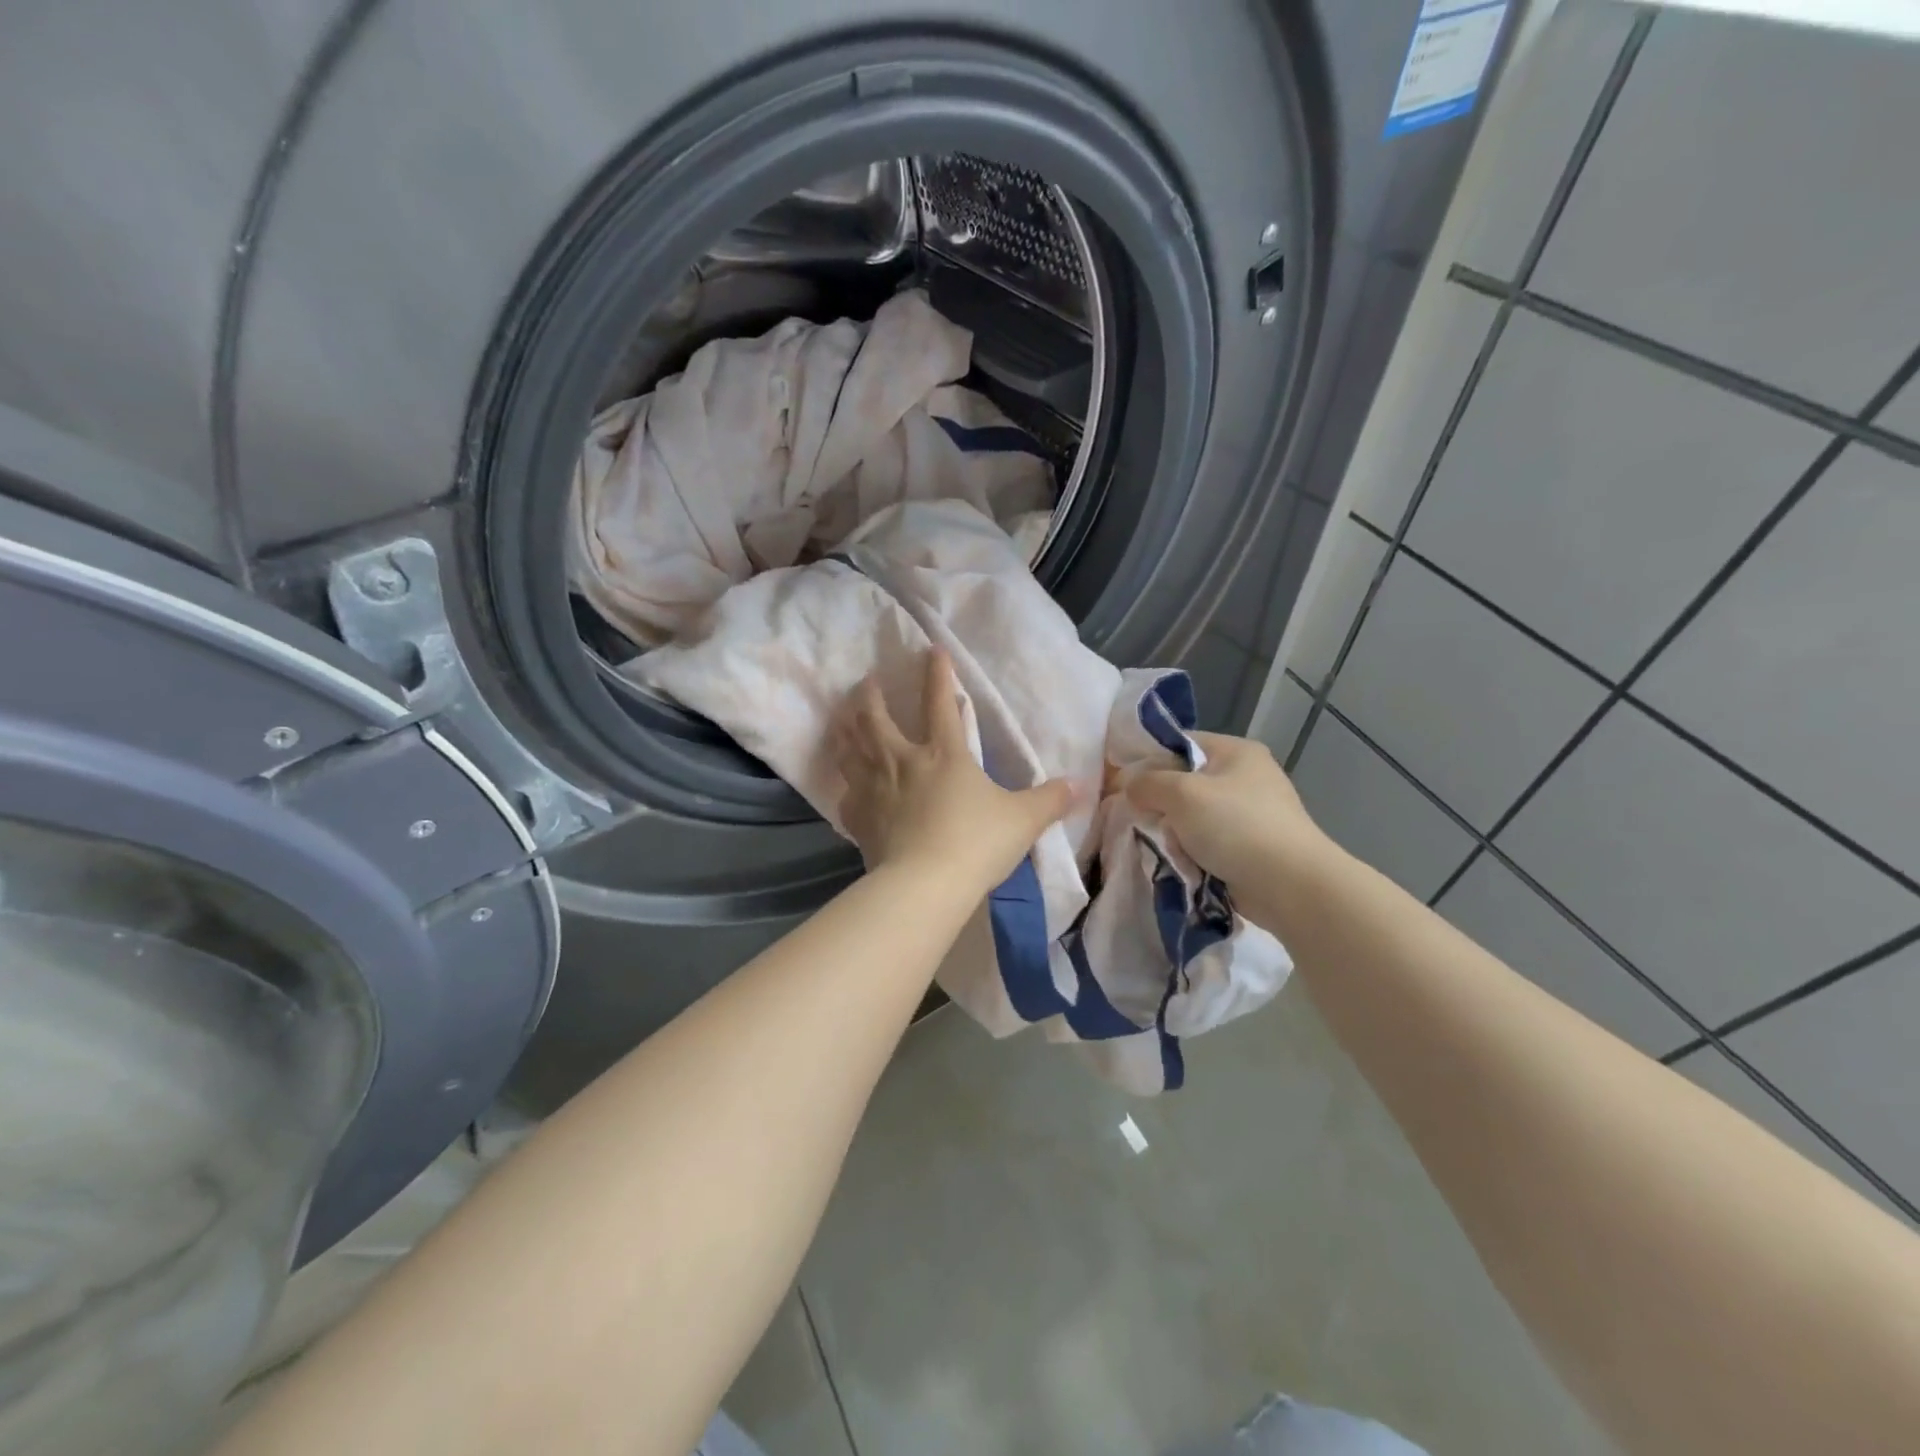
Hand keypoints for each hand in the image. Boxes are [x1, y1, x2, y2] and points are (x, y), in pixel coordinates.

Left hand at [831, 649, 1073, 889]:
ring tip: (841, 718)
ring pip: (850, 748)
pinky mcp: (858, 818)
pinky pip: (845, 794)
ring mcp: (874, 788)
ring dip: (844, 728)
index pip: (940, 702)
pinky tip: (847, 785)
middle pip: (876, 718)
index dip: (938, 673)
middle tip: (867, 682)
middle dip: (871, 695)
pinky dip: (845, 784)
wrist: (925, 885)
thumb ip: (1050, 800)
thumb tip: (1080, 785)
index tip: (932, 650)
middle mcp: (902, 761)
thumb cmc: (976, 843)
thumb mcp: (1023, 820)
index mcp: (944, 754)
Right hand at [1124, 732, 1334, 895]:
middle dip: (1159, 803)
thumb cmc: (1236, 826)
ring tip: (1165, 848)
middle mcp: (1245, 776)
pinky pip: (1207, 842)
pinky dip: (1192, 852)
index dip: (1146, 760)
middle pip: (1183, 782)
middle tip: (1139, 820)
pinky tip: (1182, 864)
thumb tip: (1129, 786)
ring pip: (1192, 816)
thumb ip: (1146, 783)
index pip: (1178, 744)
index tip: (1120, 784)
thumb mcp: (1181, 794)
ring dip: (1174, 833)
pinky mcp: (1250, 846)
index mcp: (1235, 751)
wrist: (1291, 886)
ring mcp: (1250, 813)